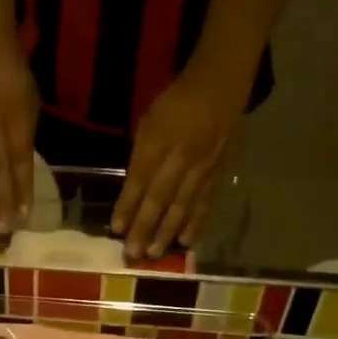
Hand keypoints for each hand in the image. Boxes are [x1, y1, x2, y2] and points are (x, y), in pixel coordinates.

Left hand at [112, 71, 245, 259]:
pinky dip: (195, 223)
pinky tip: (186, 242)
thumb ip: (142, 155)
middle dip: (145, 227)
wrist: (221, 84)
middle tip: (133, 253)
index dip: (127, 205)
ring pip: (183, 205)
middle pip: (160, 198)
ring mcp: (202, 167)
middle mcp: (180, 157)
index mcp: (158, 140)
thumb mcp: (150, 120)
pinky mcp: (219, 172)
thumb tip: (133, 190)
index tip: (116, 229)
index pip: (139, 179)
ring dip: (167, 232)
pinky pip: (205, 202)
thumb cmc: (176, 101)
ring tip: (154, 254)